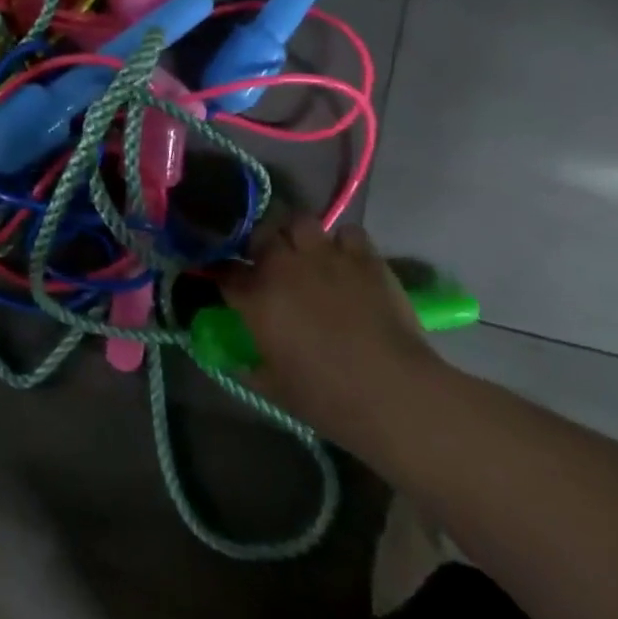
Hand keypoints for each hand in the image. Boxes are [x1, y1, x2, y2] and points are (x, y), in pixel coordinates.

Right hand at [222, 214, 443, 445]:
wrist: (391, 391)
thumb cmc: (326, 397)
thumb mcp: (274, 388)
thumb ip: (249, 369)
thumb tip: (237, 362)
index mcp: (255, 296)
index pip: (226, 271)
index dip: (227, 275)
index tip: (231, 284)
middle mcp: (283, 266)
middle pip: (261, 234)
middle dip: (261, 245)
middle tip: (270, 263)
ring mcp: (324, 256)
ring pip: (300, 221)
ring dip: (299, 234)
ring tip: (307, 252)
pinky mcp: (363, 258)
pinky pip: (348, 233)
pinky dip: (344, 243)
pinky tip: (348, 260)